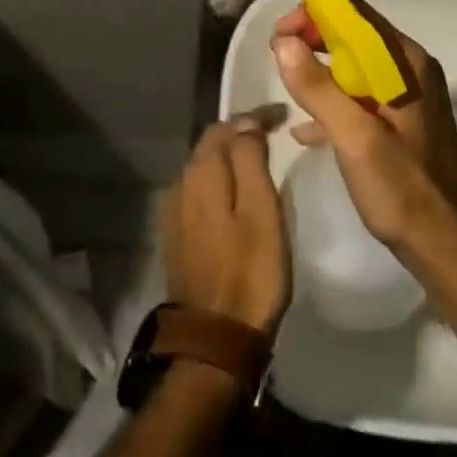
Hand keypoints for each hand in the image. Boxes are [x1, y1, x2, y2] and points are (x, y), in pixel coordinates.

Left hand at [161, 116, 291, 334]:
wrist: (214, 340)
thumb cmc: (250, 272)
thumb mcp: (261, 210)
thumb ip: (250, 160)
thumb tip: (246, 122)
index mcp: (201, 173)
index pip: (226, 126)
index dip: (254, 116)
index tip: (283, 116)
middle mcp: (180, 184)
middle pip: (210, 145)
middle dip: (239, 133)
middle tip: (273, 133)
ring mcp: (174, 212)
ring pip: (203, 168)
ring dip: (228, 158)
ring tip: (257, 158)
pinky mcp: (176, 236)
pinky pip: (199, 192)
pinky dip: (219, 182)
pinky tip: (234, 193)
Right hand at [272, 0, 456, 275]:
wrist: (450, 248)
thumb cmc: (404, 189)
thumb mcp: (355, 138)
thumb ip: (319, 88)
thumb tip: (284, 42)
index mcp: (404, 63)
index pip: (355, 14)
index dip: (314, 12)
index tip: (280, 31)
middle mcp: (409, 70)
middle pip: (354, 36)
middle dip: (313, 39)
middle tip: (277, 54)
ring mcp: (408, 97)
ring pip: (355, 67)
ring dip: (320, 70)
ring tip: (287, 84)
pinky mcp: (402, 123)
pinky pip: (361, 96)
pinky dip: (334, 101)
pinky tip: (307, 129)